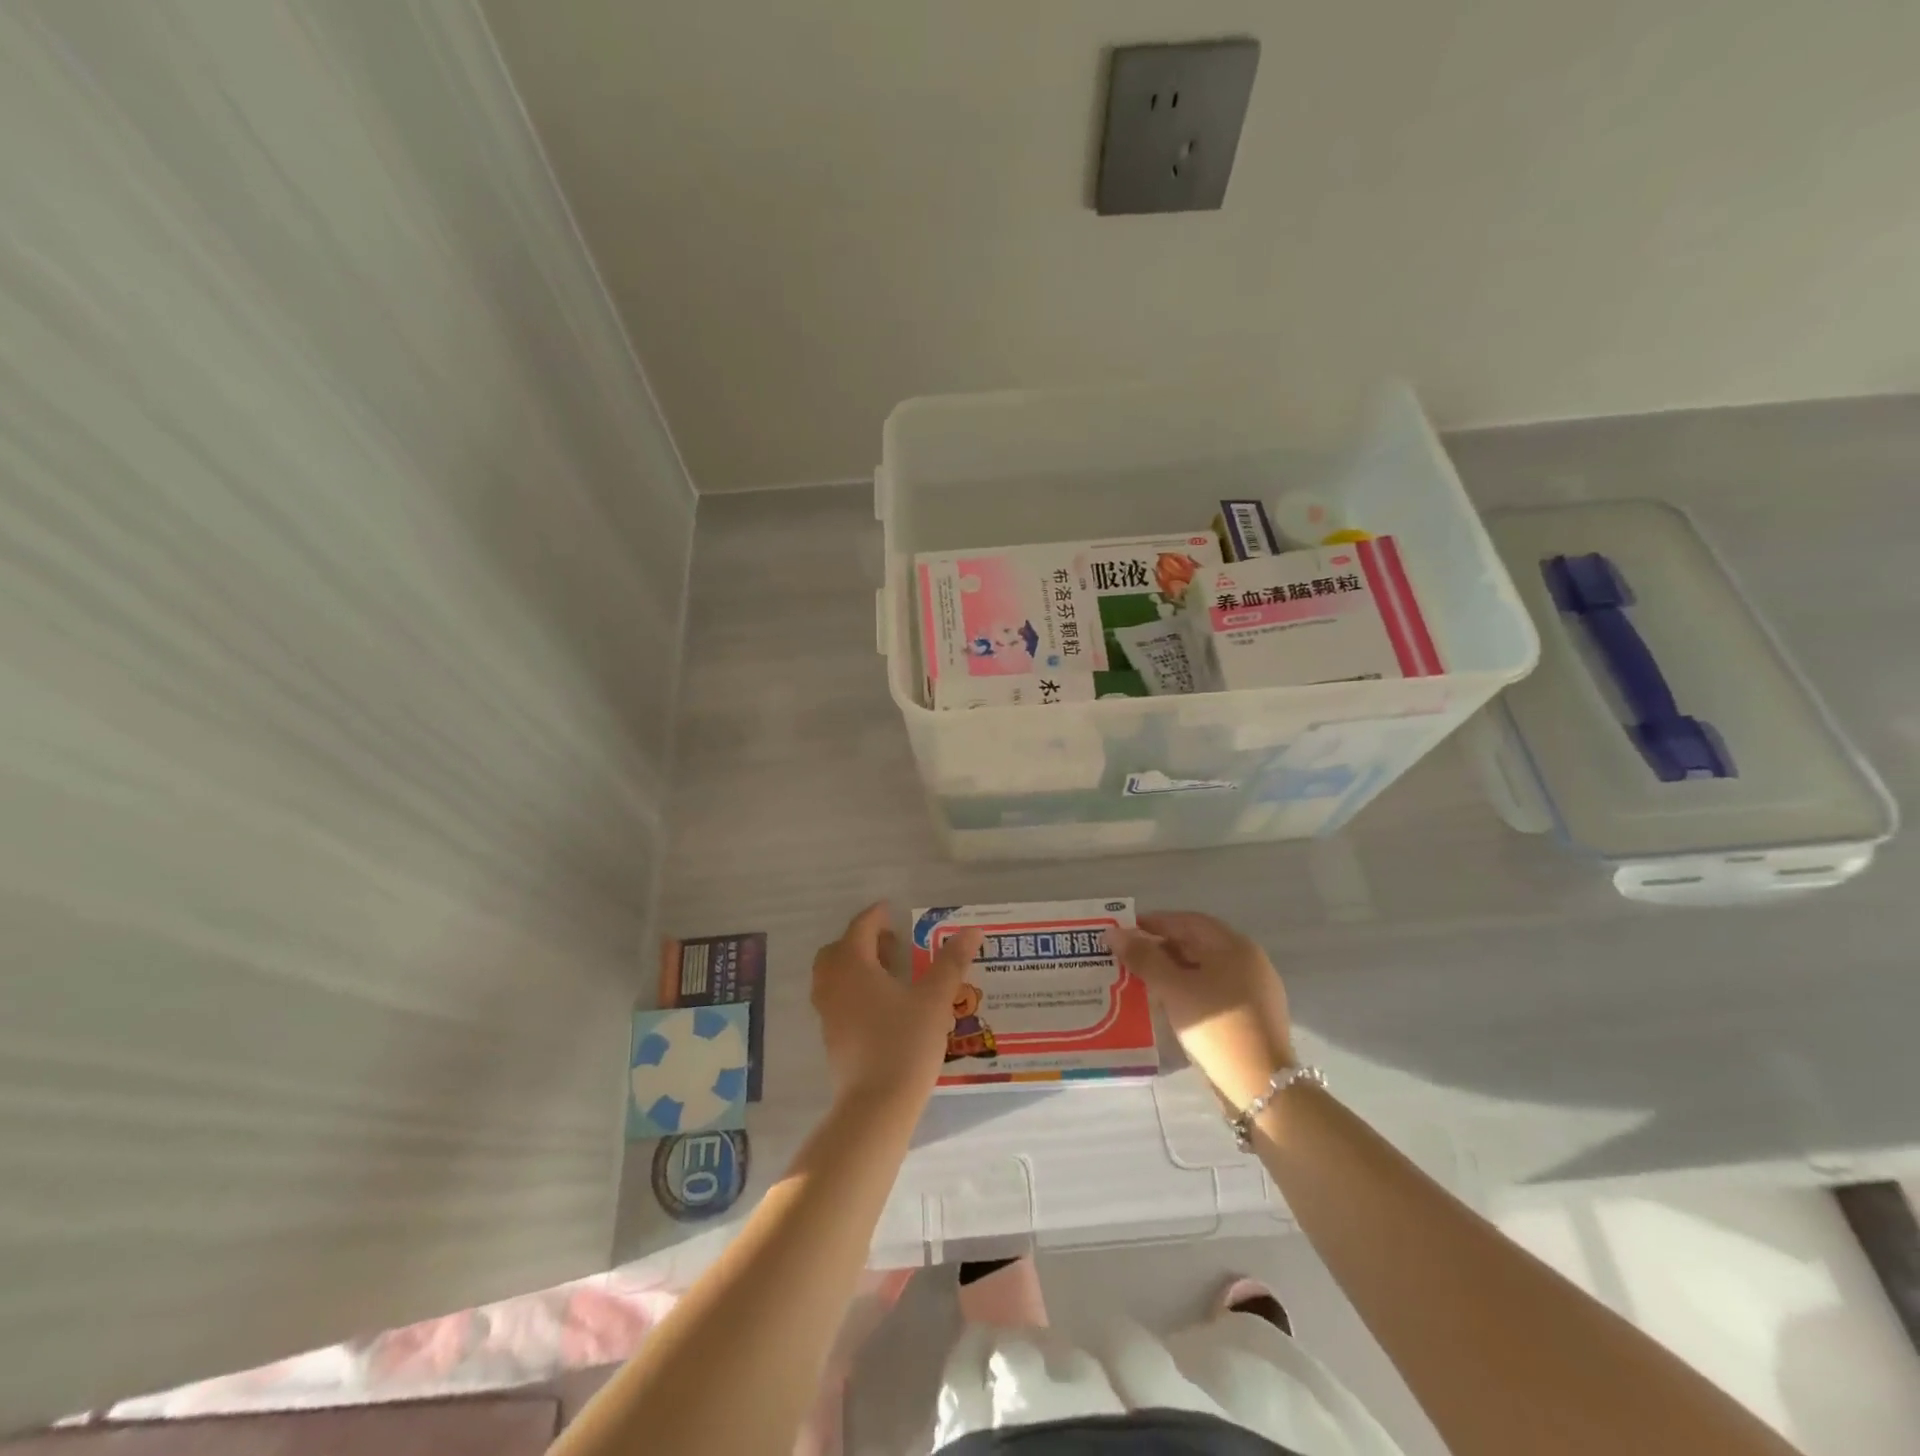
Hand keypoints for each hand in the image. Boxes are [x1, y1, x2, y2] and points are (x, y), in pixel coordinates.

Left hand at [811, 903, 985, 1108]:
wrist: (876, 1105)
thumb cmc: (905, 1043)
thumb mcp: (935, 999)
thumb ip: (951, 962)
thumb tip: (972, 931)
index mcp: (854, 965)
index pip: (860, 927)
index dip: (876, 916)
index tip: (891, 910)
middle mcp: (833, 983)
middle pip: (839, 949)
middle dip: (863, 941)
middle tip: (892, 944)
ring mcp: (828, 1012)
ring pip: (834, 975)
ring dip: (856, 965)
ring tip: (889, 974)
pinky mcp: (831, 1037)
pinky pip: (836, 999)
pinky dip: (853, 989)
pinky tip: (882, 1005)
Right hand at [1109, 911, 1293, 1109]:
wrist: (1261, 1087)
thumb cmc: (1215, 1027)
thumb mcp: (1173, 988)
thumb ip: (1142, 957)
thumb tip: (1113, 933)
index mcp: (1234, 946)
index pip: (1187, 921)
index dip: (1154, 922)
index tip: (1124, 931)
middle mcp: (1249, 961)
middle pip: (1198, 944)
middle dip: (1161, 948)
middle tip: (1128, 957)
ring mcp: (1255, 990)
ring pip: (1205, 969)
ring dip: (1173, 970)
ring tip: (1141, 980)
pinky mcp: (1253, 1016)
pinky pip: (1214, 991)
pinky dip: (1189, 990)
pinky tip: (1168, 1003)